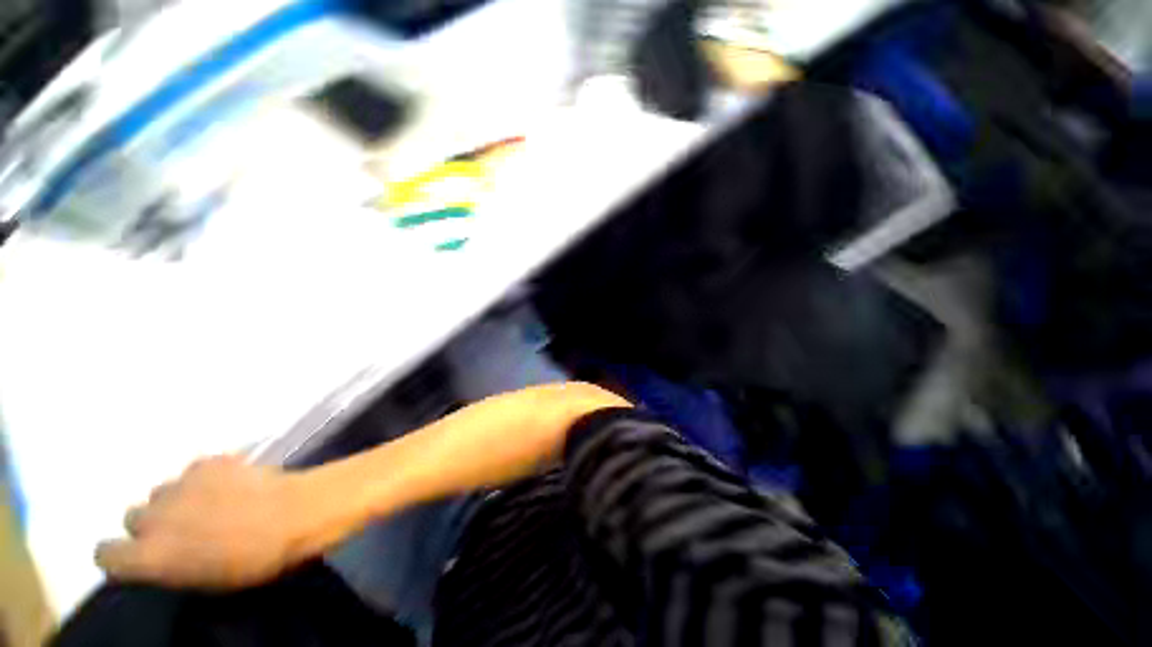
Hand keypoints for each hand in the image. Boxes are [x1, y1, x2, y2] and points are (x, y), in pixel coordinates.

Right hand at [96, 456, 313, 589]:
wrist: (295, 514)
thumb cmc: (255, 561)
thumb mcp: (203, 581)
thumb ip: (168, 566)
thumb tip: (157, 557)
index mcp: (149, 556)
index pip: (105, 554)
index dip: (120, 555)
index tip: (137, 556)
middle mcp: (153, 517)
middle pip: (134, 517)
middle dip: (152, 524)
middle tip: (183, 528)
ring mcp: (179, 484)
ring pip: (162, 492)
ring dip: (177, 499)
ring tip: (211, 503)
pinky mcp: (207, 462)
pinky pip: (195, 471)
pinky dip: (206, 477)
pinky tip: (230, 482)